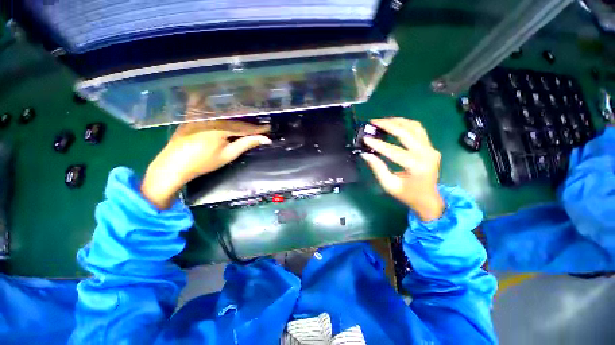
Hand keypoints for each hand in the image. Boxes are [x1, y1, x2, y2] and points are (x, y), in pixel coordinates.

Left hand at [141, 120, 270, 208]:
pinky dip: (215, 108)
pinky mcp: (191, 118)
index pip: (244, 127)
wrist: (172, 166)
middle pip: (234, 119)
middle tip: (260, 124)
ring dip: (236, 116)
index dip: (257, 129)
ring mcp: (199, 116)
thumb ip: (246, 144)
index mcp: (221, 127)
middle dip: (248, 122)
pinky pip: (207, 110)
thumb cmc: (203, 163)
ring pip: (223, 114)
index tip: (269, 128)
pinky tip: (217, 103)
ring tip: (247, 117)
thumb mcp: (228, 155)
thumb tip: (265, 139)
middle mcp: (210, 117)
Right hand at [361, 118, 444, 221]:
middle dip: (388, 125)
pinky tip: (395, 124)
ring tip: (382, 121)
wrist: (428, 199)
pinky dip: (406, 124)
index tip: (365, 138)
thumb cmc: (407, 195)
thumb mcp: (389, 185)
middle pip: (406, 133)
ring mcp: (431, 148)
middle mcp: (427, 154)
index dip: (378, 144)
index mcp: (416, 166)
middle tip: (373, 122)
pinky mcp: (431, 147)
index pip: (394, 151)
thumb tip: (365, 154)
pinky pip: (418, 130)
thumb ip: (377, 168)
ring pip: (414, 127)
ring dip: (397, 121)